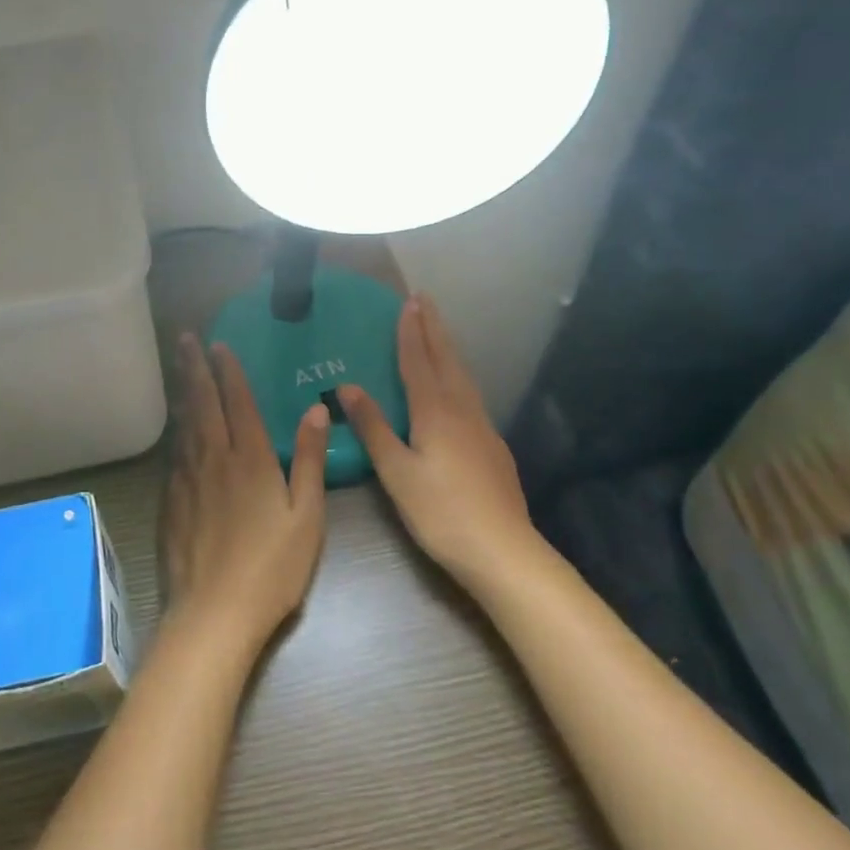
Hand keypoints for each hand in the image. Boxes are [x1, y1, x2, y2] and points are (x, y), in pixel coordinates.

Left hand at [160, 334, 330, 655]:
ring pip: (184, 424)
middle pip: (202, 403)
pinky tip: (176, 426)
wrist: (214, 613)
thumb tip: (316, 409)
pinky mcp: (171, 502)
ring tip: (179, 368)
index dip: (229, 371)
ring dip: (183, 392)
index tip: (219, 344)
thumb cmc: (272, 568)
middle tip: (185, 338)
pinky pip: (174, 453)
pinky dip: (175, 429)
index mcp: (251, 459)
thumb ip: (309, 460)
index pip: (238, 402)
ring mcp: (188, 480)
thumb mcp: (306, 516)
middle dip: (195, 368)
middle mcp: (214, 459)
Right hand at [338, 296, 535, 590]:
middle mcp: (462, 410)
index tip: (408, 302)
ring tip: (438, 332)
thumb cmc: (440, 512)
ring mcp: (482, 427)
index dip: (411, 332)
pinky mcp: (492, 446)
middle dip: (434, 329)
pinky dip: (458, 376)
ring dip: (448, 349)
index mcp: (435, 412)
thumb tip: (347, 386)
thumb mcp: (396, 471)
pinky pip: (471, 396)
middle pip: (446, 360)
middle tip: (425, 300)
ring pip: (463, 376)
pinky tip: (456, 388)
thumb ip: (373, 427)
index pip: (419, 361)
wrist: (502, 550)